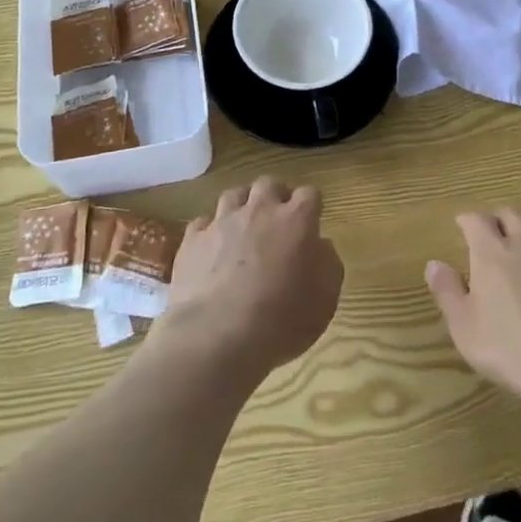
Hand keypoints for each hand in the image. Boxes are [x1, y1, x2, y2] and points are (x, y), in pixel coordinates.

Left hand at [161, 176, 342, 378]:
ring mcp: (222, 222)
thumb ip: (328, 265)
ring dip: (242, 206)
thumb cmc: (280, 321)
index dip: (311, 206)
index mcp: (296, 220)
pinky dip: (211, 230)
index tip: (311, 222)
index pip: (310, 194)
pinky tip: (213, 248)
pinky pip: (203, 222)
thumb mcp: (325, 300)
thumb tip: (320, 247)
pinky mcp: (192, 240)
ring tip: (244, 227)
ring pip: (234, 195)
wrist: (215, 337)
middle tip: (278, 219)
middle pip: (269, 184)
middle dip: (276, 195)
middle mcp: (259, 211)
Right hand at [426, 210, 520, 403]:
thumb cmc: (506, 344)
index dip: (468, 220)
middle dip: (500, 218)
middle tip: (494, 229)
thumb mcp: (463, 324)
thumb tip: (434, 264)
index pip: (476, 220)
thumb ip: (447, 290)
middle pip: (512, 215)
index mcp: (491, 251)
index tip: (462, 225)